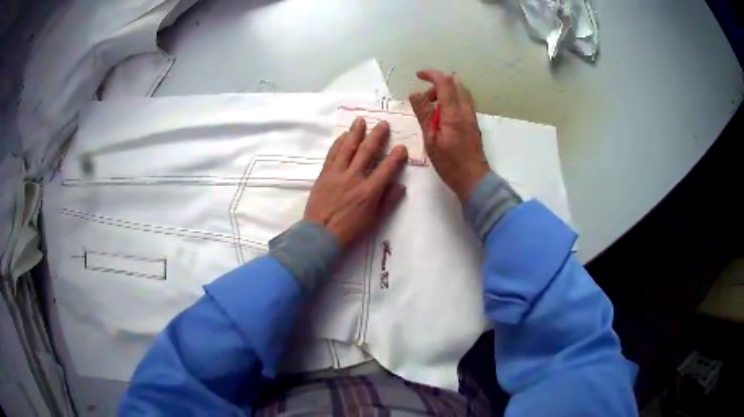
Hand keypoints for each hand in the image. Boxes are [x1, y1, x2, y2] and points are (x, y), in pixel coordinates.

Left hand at [304, 118, 407, 246]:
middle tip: (383, 124)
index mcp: (369, 191)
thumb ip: (388, 201)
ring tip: (361, 120)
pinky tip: (343, 136)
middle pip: (367, 152)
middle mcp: (353, 178)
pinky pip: (332, 154)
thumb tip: (400, 185)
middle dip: (377, 136)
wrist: (320, 236)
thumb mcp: (374, 220)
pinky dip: (338, 143)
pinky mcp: (324, 175)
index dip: (396, 157)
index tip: (402, 147)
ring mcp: (337, 174)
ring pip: (347, 148)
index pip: (386, 169)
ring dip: (355, 133)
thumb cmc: (350, 231)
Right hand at [409, 70, 490, 201]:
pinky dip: (450, 101)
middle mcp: (465, 110)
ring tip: (430, 109)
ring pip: (460, 93)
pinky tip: (441, 116)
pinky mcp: (472, 124)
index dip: (431, 75)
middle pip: (454, 84)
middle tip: (423, 100)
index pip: (445, 83)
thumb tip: (415, 93)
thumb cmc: (450, 163)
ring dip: (444, 93)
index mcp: (454, 113)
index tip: (418, 75)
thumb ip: (424, 114)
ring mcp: (471, 117)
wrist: (474, 179)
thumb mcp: (431, 139)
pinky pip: (462, 103)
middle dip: (437, 85)